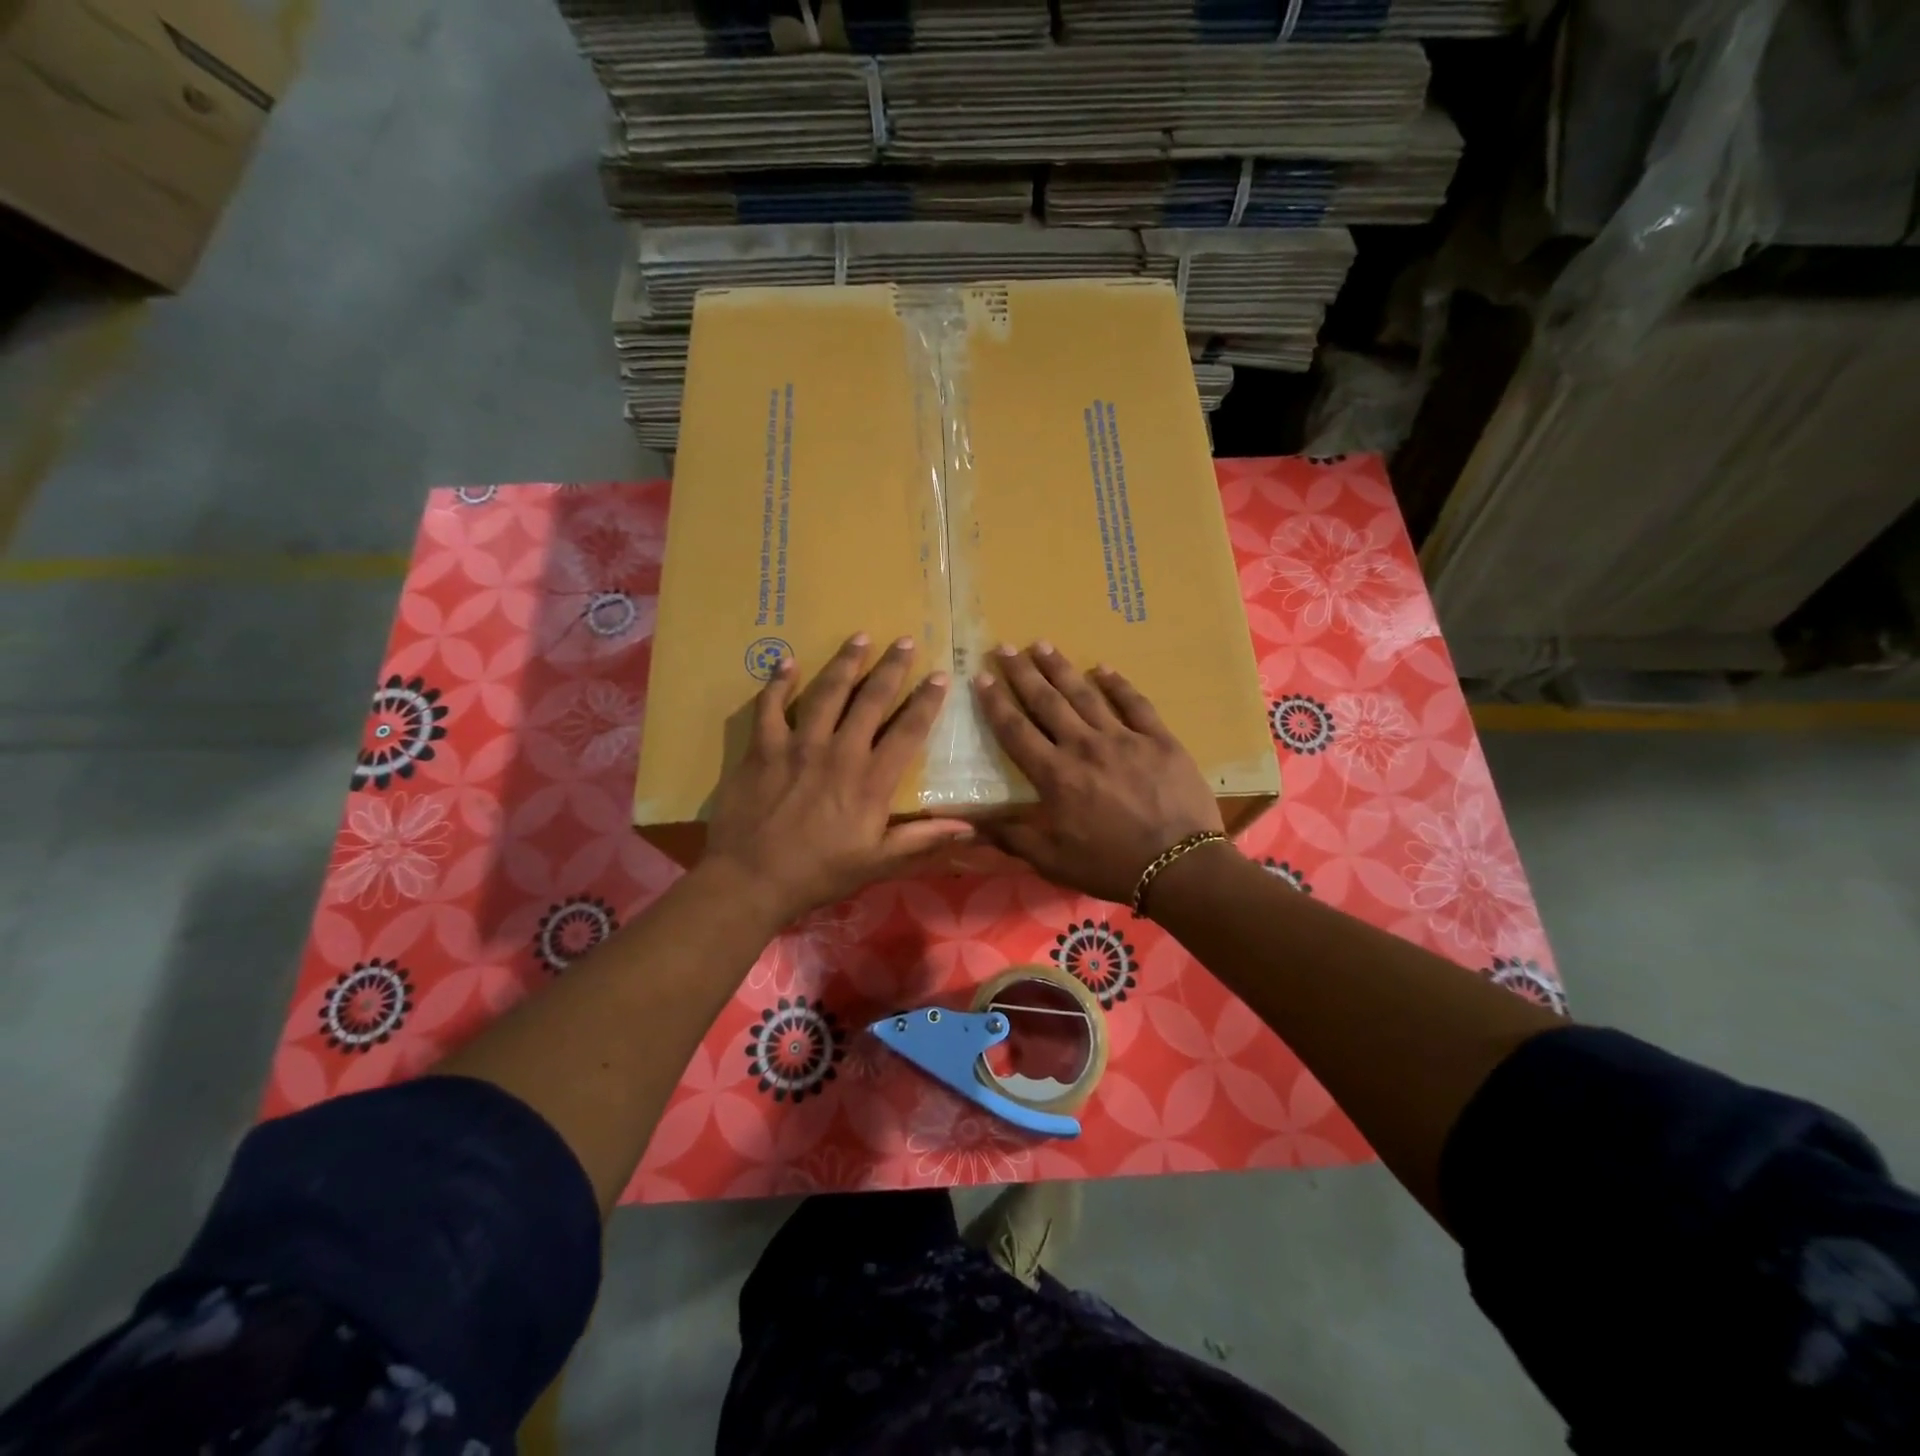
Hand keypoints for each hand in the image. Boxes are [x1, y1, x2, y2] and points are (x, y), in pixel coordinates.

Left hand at [702, 633, 973, 926]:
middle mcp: (840, 752)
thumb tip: (969, 828)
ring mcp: (799, 745)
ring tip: (860, 637)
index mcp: (871, 781)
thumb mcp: (877, 862)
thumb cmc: (819, 873)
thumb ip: (922, 839)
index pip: (908, 730)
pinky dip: (778, 682)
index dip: (926, 701)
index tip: (939, 676)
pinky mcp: (763, 747)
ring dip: (845, 663)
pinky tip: (787, 661)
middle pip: (871, 700)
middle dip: (891, 668)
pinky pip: (770, 706)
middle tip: (905, 640)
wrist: (752, 880)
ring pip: (827, 693)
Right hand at [973, 644, 1223, 902]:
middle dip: (1022, 673)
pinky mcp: (1158, 739)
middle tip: (1004, 647)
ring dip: (1061, 668)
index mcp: (1055, 776)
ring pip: (1085, 695)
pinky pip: (1134, 703)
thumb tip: (970, 825)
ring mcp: (1123, 739)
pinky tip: (1102, 668)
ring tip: (1042, 644)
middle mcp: (1083, 747)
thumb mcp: (1054, 862)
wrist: (1180, 867)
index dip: (995, 703)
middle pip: (1046, 702)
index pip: (1016, 731)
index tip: (980, 678)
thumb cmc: (1111, 866)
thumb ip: (1013, 838)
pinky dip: (1117, 684)